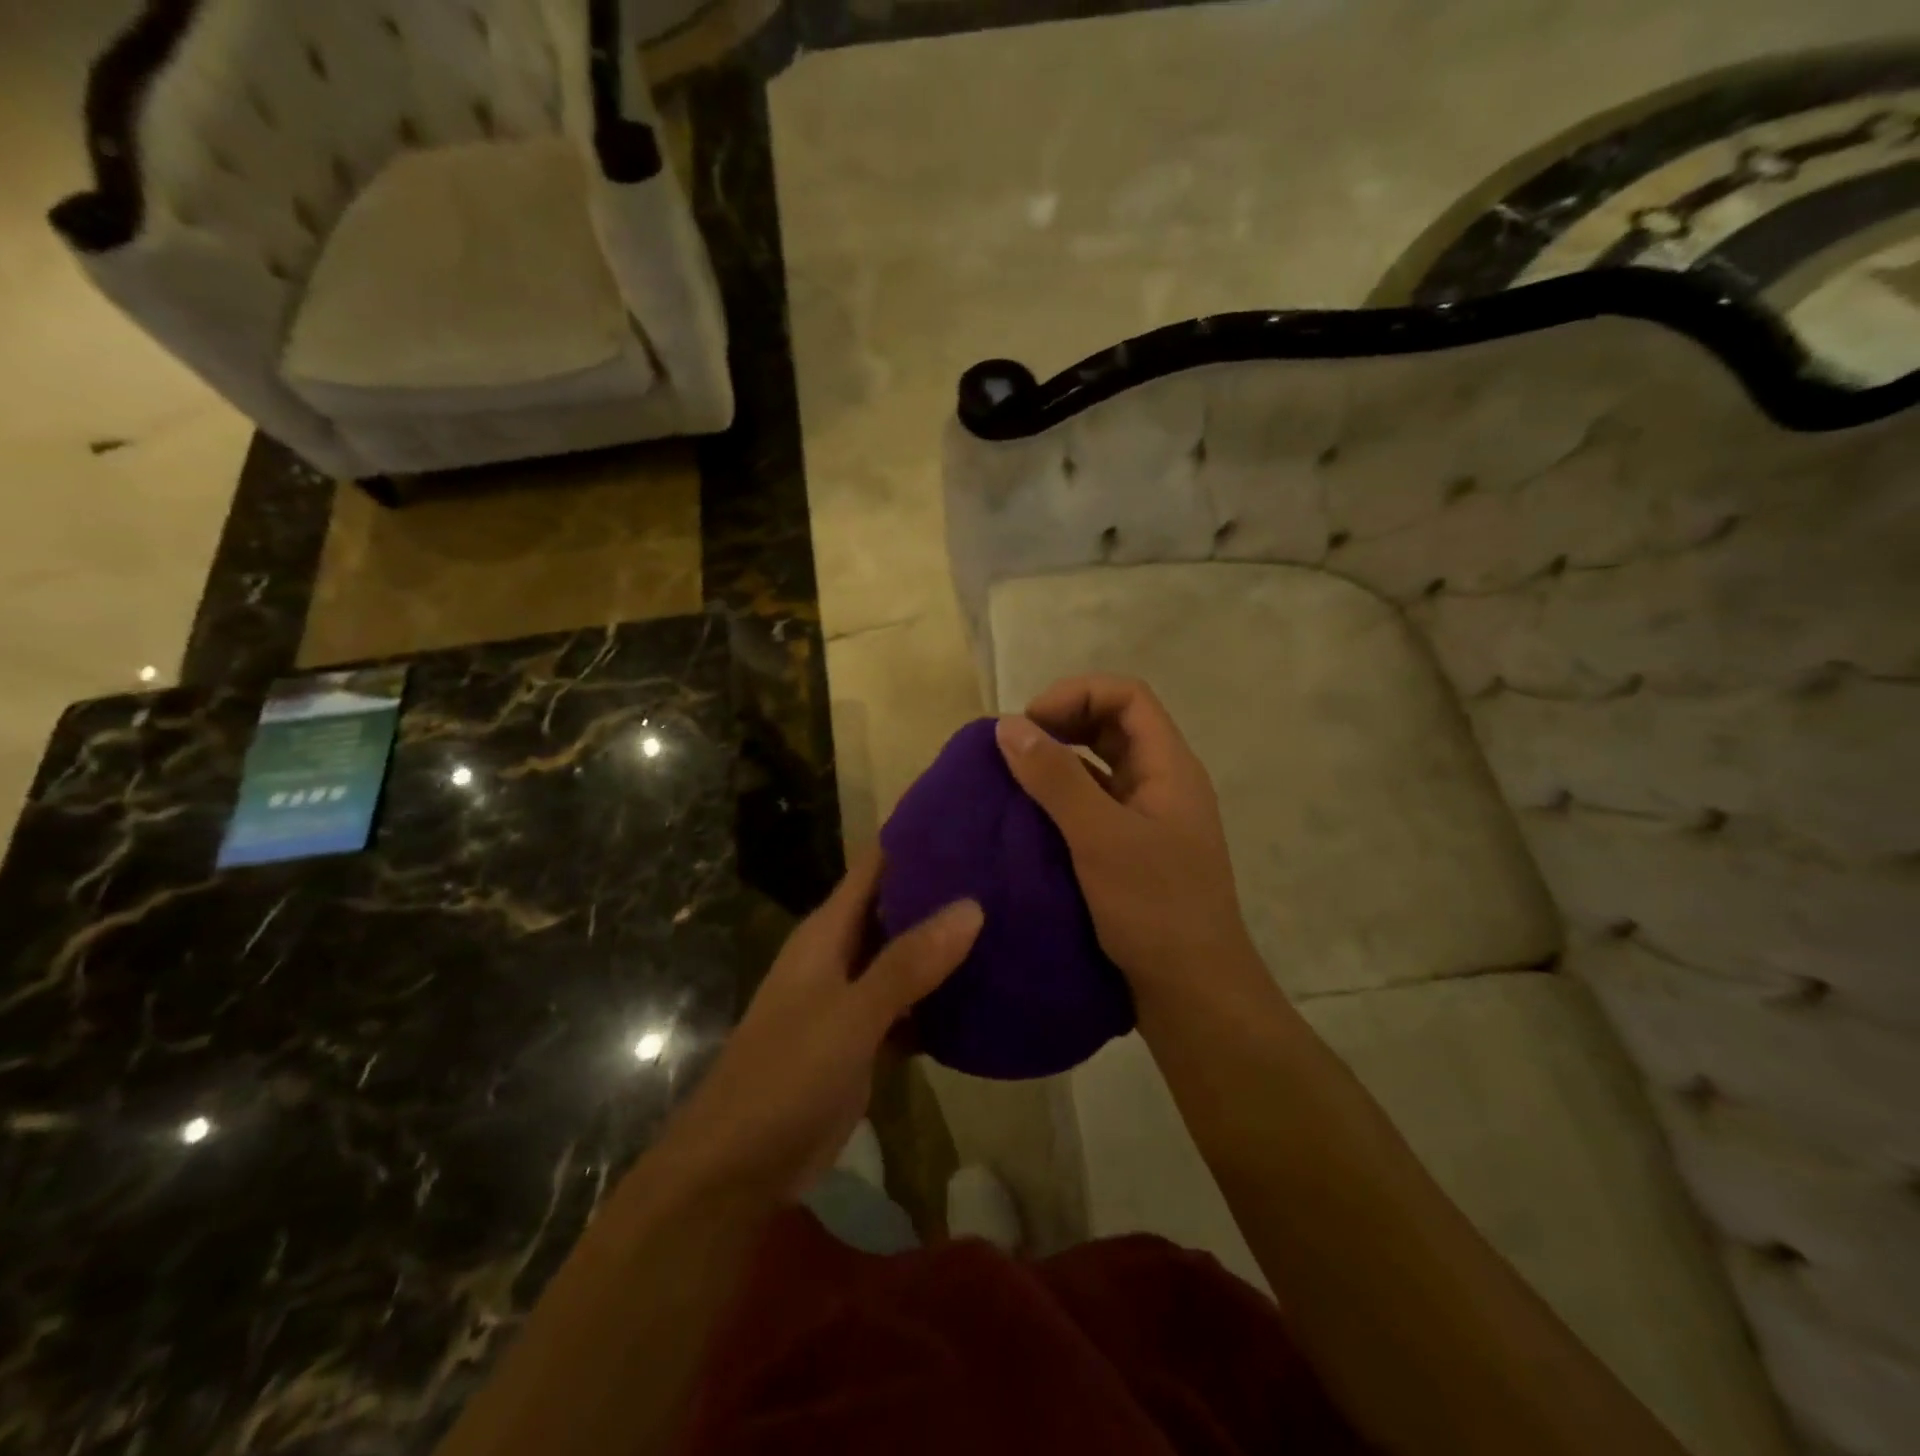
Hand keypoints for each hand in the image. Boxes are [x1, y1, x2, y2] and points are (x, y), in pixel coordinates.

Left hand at [654, 847, 982, 1201]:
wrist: (738, 1168)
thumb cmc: (787, 1075)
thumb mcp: (852, 1015)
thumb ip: (908, 962)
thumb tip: (971, 905)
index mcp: (827, 932)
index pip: (875, 866)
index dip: (917, 840)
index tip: (972, 823)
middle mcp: (839, 954)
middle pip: (895, 908)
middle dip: (943, 892)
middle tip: (1007, 873)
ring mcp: (850, 998)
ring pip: (905, 958)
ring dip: (945, 946)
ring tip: (1009, 923)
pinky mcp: (862, 1039)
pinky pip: (908, 1005)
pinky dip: (938, 999)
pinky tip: (984, 995)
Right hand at [995, 675, 1258, 1009]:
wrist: (1193, 991)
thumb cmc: (1154, 908)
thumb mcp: (1099, 838)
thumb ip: (1056, 778)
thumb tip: (1009, 724)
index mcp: (1169, 767)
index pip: (1128, 696)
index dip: (1076, 694)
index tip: (1030, 723)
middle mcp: (1162, 782)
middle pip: (1114, 724)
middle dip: (1063, 722)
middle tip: (1016, 747)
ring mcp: (1149, 817)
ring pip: (1102, 765)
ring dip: (1059, 761)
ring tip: (1014, 777)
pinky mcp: (1132, 848)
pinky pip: (1094, 803)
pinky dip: (1062, 797)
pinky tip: (1029, 817)